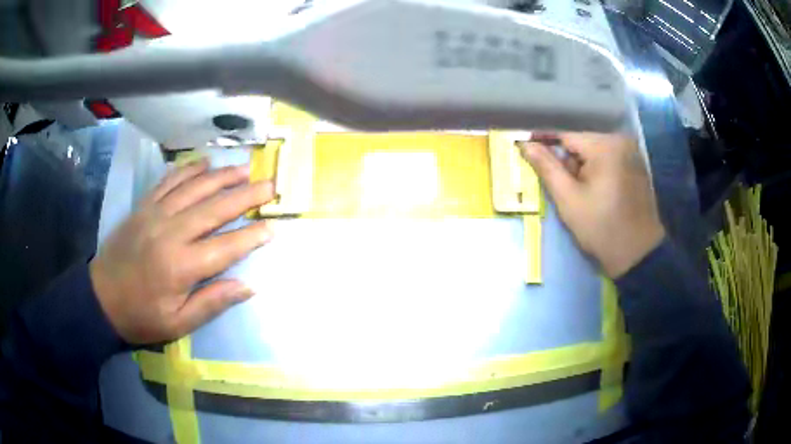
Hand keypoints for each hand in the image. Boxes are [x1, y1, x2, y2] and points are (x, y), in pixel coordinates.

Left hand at [89, 159, 273, 343]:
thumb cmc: (141, 316)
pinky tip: (204, 163)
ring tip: (244, 169)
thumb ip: (212, 303)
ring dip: (221, 176)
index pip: (225, 247)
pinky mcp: (143, 207)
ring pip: (193, 188)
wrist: (100, 298)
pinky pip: (168, 181)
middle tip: (269, 184)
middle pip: (214, 208)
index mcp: (180, 266)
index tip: (273, 227)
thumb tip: (248, 287)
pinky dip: (187, 170)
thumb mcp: (178, 324)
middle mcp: (170, 232)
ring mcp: (154, 214)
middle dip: (245, 196)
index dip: (251, 237)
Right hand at [518, 132, 664, 277]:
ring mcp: (631, 153)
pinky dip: (596, 172)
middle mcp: (620, 141)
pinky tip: (596, 193)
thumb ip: (546, 168)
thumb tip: (525, 144)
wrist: (638, 254)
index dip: (545, 145)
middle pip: (581, 143)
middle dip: (567, 161)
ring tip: (580, 194)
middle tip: (562, 188)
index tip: (529, 155)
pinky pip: (608, 160)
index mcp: (605, 146)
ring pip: (594, 153)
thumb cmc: (601, 228)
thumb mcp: (568, 199)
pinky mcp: (636, 166)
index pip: (565, 136)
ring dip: (581, 168)